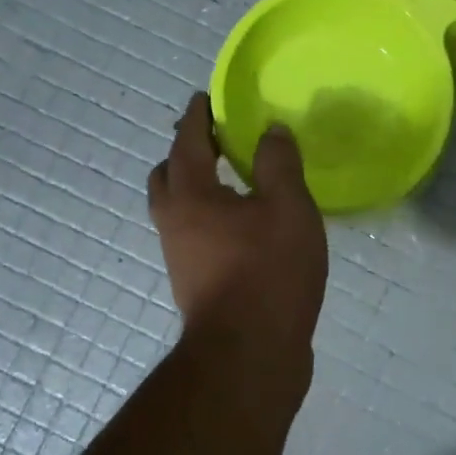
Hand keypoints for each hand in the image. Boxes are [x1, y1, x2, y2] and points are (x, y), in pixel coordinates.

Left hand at [148, 92, 327, 371]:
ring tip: (232, 179)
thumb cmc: (268, 271)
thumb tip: (271, 131)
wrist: (249, 355)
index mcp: (190, 195)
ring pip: (177, 208)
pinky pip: (193, 233)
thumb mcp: (288, 207)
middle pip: (168, 175)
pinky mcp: (195, 283)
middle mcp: (174, 222)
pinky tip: (243, 224)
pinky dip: (208, 215)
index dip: (197, 116)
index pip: (187, 140)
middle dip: (186, 152)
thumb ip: (279, 163)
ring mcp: (180, 256)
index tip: (206, 98)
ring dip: (195, 186)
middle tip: (216, 140)